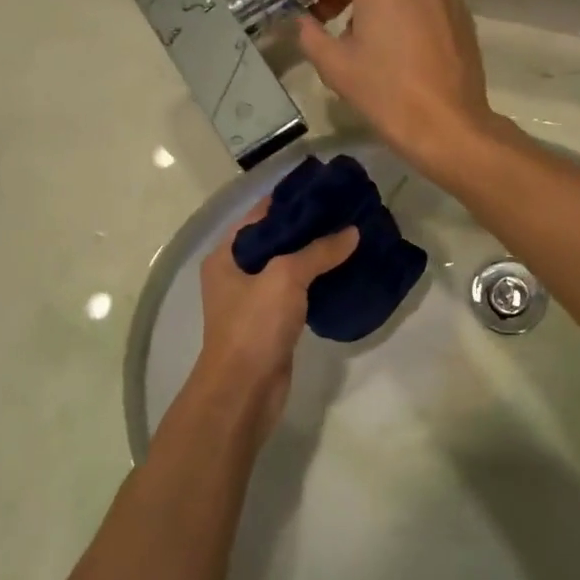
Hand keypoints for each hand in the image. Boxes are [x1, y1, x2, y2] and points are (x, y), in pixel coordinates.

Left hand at [193, 207, 358, 441]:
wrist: (244, 391)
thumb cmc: (254, 325)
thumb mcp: (285, 278)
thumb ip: (318, 251)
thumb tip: (352, 232)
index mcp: (227, 254)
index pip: (261, 214)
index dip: (291, 199)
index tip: (326, 188)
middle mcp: (236, 272)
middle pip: (277, 239)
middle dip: (310, 227)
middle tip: (348, 212)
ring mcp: (254, 299)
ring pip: (289, 267)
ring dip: (317, 255)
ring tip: (353, 237)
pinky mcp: (272, 322)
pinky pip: (298, 292)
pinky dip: (318, 281)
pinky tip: (346, 271)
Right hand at [296, 0, 499, 178]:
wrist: (447, 125)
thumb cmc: (385, 92)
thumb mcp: (334, 64)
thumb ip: (309, 34)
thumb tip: (302, 21)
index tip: (299, 1)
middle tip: (325, 20)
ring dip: (376, 6)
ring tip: (361, 39)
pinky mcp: (462, 14)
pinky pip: (422, 5)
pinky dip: (404, 15)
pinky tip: (396, 46)